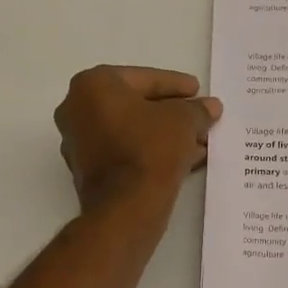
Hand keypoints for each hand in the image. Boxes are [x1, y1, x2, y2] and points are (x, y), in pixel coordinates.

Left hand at [55, 65, 221, 213]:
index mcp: (93, 85)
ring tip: (198, 143)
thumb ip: (197, 109)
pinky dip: (149, 153)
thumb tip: (210, 106)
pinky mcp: (86, 172)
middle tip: (198, 117)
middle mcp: (76, 109)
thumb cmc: (150, 150)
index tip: (198, 90)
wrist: (126, 208)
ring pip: (130, 132)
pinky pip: (123, 153)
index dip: (176, 84)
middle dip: (170, 114)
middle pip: (135, 106)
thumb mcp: (183, 121)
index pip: (144, 79)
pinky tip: (182, 160)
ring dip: (164, 135)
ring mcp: (77, 143)